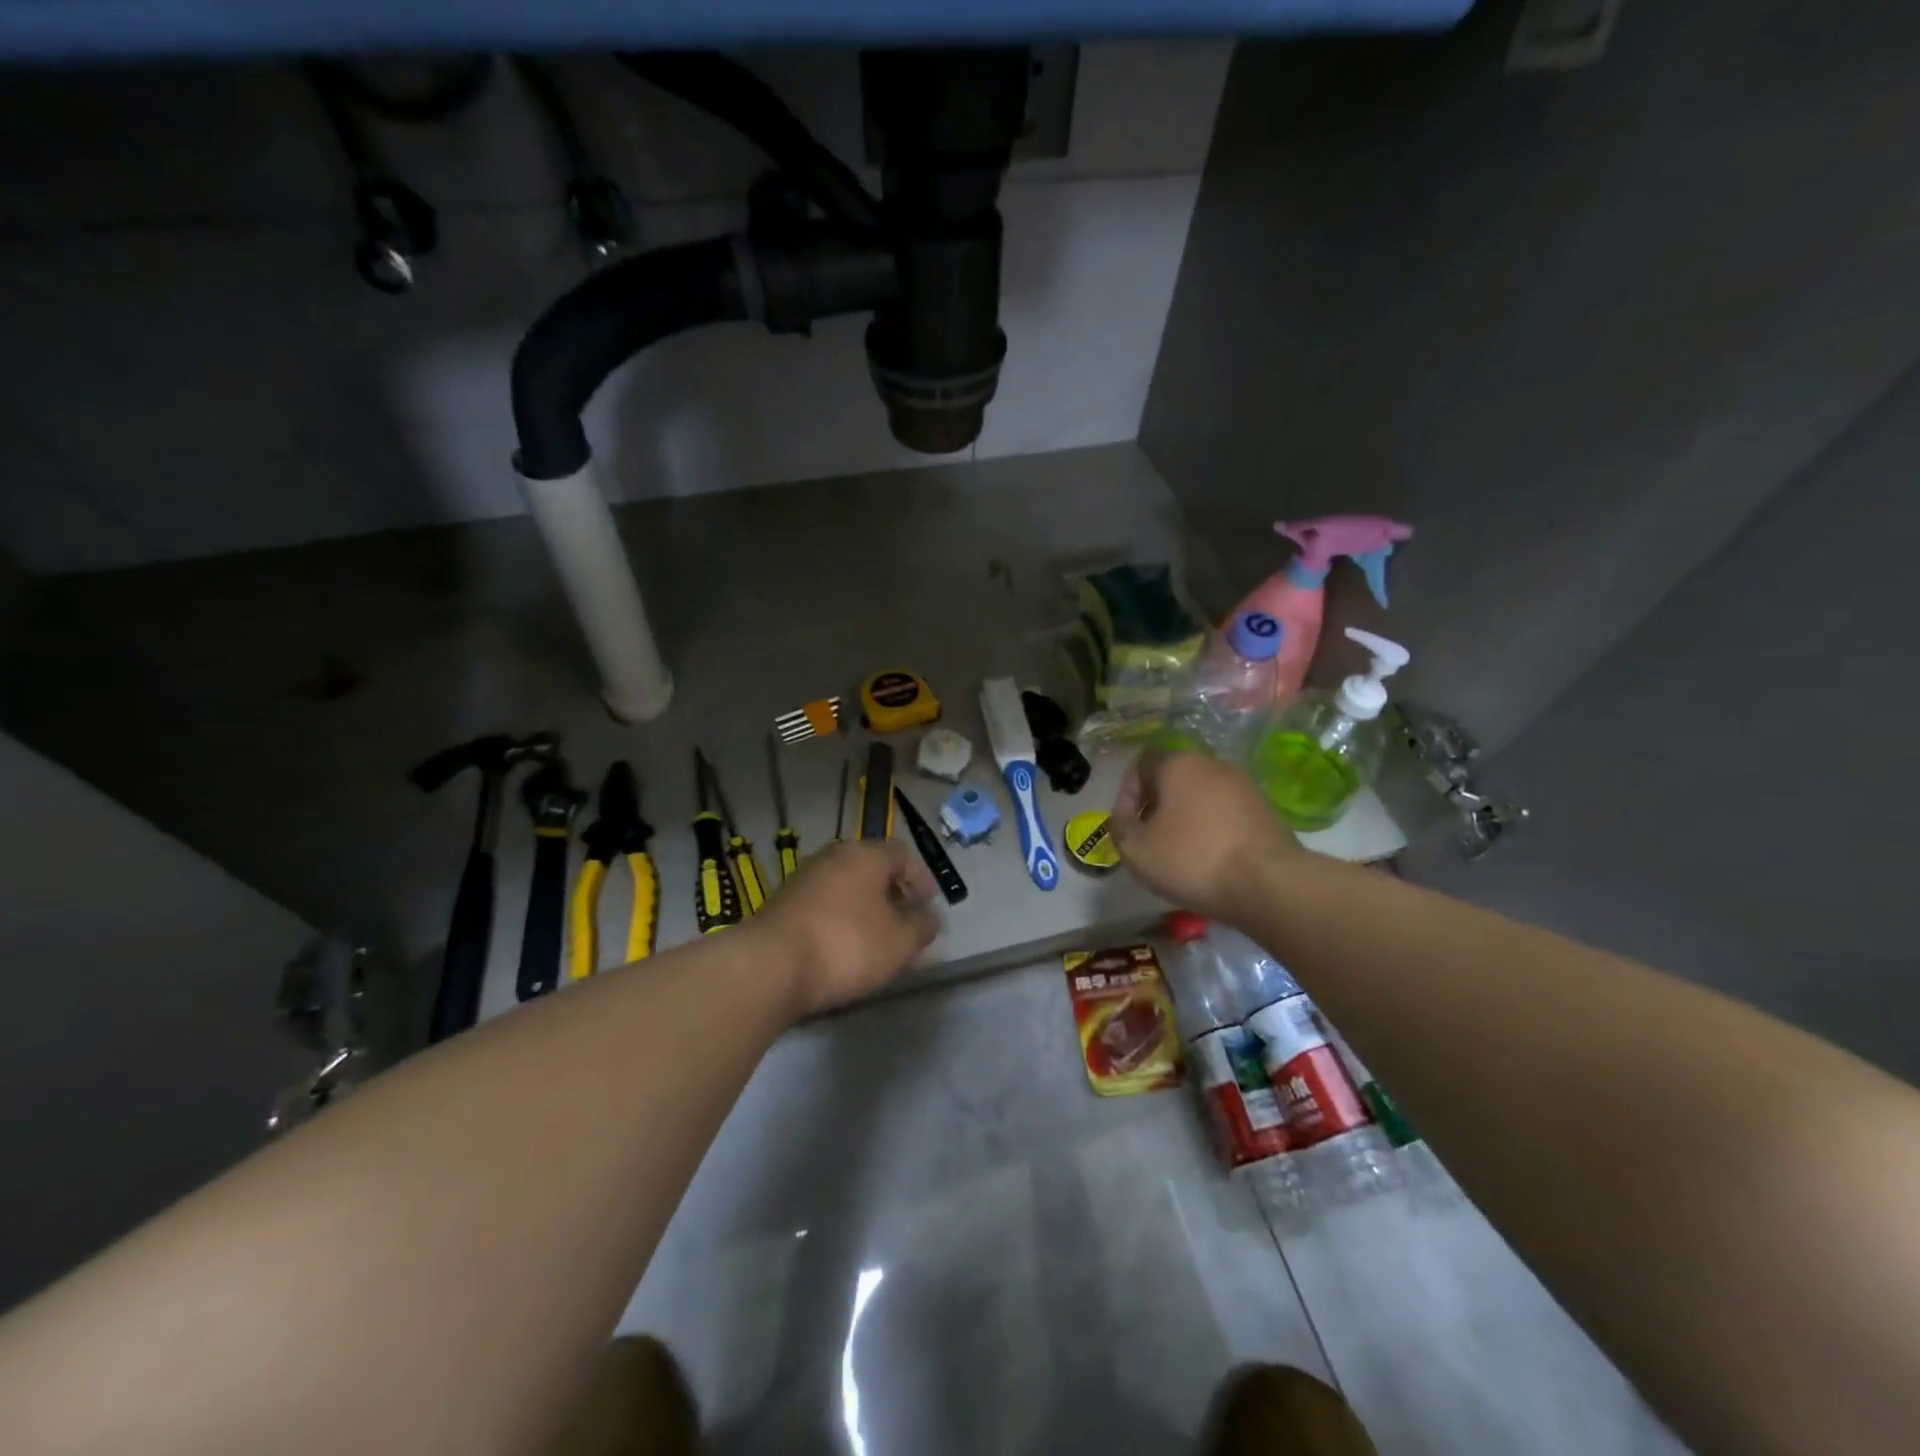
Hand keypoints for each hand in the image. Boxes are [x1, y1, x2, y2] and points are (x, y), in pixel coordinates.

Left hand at [754, 839, 940, 1015]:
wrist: (770, 965)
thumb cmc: (847, 945)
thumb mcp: (900, 942)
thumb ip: (922, 926)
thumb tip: (929, 916)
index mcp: (865, 855)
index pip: (902, 854)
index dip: (920, 877)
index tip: (928, 904)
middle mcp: (833, 856)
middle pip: (871, 867)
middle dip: (891, 892)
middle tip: (903, 919)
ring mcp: (803, 877)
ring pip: (845, 885)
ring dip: (863, 906)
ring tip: (874, 937)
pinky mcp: (782, 902)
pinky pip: (823, 903)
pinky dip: (838, 918)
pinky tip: (841, 946)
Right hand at [1108, 749, 1303, 923]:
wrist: (1269, 883)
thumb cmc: (1193, 859)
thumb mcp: (1136, 850)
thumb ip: (1120, 827)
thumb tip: (1125, 818)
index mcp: (1178, 764)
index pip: (1141, 764)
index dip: (1127, 794)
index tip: (1128, 826)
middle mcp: (1213, 764)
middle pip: (1172, 778)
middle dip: (1157, 806)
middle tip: (1150, 840)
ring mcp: (1244, 785)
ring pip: (1200, 796)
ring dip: (1185, 818)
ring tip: (1180, 853)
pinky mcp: (1265, 810)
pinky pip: (1225, 813)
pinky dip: (1211, 829)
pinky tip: (1210, 859)